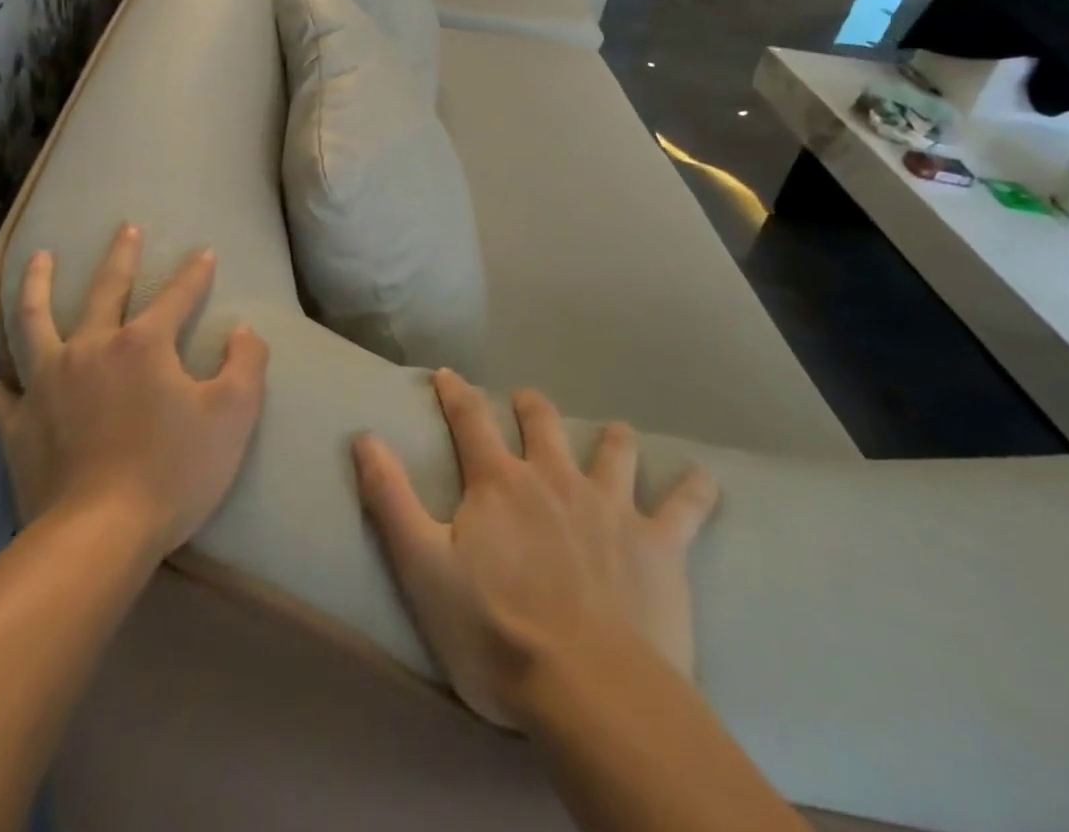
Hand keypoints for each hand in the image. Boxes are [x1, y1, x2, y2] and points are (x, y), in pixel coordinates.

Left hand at [0, 225, 269, 559]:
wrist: (98, 537)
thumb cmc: (173, 471)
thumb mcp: (233, 415)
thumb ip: (246, 364)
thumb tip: (243, 331)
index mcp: (143, 344)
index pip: (176, 295)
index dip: (195, 273)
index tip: (206, 251)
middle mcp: (92, 349)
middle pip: (105, 289)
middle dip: (121, 256)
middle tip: (126, 227)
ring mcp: (48, 384)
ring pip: (35, 321)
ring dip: (38, 286)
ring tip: (39, 258)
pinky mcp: (20, 424)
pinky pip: (6, 394)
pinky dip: (4, 381)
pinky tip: (1, 375)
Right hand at [353, 370, 718, 728]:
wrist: (590, 692)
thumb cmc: (495, 633)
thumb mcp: (423, 568)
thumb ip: (390, 498)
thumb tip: (364, 437)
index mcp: (499, 483)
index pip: (470, 419)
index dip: (456, 393)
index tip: (448, 375)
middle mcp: (553, 478)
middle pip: (541, 421)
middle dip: (529, 405)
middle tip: (525, 402)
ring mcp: (610, 506)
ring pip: (613, 448)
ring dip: (610, 437)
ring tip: (612, 435)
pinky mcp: (658, 544)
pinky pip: (685, 505)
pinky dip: (695, 488)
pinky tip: (705, 479)